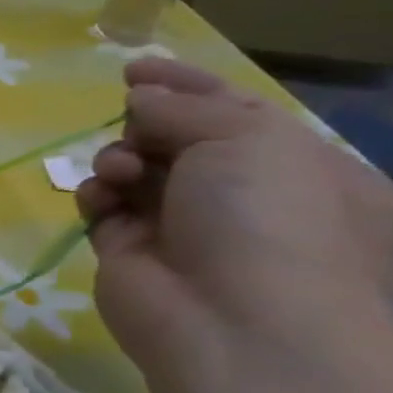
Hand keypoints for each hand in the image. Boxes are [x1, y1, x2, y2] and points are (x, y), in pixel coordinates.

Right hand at [77, 59, 392, 385]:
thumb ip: (185, 106)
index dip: (184, 85)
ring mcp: (182, 227)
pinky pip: (103, 206)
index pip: (233, 111)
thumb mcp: (246, 137)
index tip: (133, 69)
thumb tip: (139, 98)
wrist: (236, 323)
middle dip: (147, 124)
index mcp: (296, 167)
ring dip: (119, 158)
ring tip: (120, 171)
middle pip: (177, 138)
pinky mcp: (130, 251)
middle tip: (134, 122)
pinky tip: (100, 197)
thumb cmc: (267, 219)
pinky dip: (96, 193)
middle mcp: (241, 197)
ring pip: (134, 170)